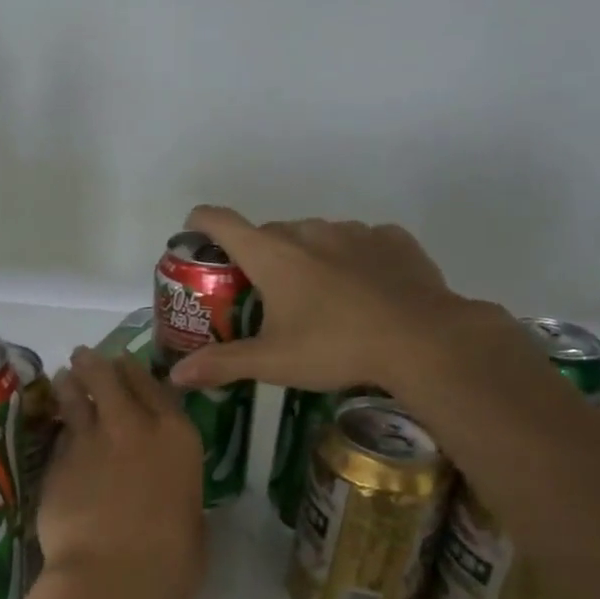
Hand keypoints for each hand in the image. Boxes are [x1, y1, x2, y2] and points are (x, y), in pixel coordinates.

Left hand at [37, 349, 204, 598]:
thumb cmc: (172, 560)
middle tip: (84, 359)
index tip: (124, 364)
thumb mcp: (191, 518)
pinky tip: (54, 428)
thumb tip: (165, 488)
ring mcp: (90, 439)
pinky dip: (57, 428)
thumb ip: (175, 487)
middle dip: (94, 364)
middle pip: (108, 375)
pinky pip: (58, 434)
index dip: (135, 371)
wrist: (114, 576)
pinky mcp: (57, 460)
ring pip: (74, 394)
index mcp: (177, 435)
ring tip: (64, 378)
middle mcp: (133, 425)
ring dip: (69, 384)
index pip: (153, 385)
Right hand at [167, 205, 480, 395]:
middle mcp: (308, 232)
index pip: (221, 221)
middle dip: (257, 256)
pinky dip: (351, 257)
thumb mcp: (273, 362)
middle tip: (260, 293)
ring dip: (305, 255)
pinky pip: (360, 241)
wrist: (424, 341)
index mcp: (272, 255)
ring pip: (315, 235)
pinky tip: (362, 287)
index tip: (193, 234)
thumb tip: (176, 376)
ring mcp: (354, 232)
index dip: (200, 223)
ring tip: (316, 295)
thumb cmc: (336, 347)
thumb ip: (222, 364)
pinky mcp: (392, 240)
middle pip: (268, 233)